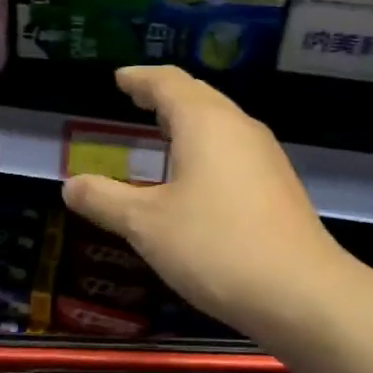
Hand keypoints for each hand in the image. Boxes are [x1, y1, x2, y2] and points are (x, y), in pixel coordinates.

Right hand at [62, 66, 353, 340]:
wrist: (301, 294)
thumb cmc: (215, 246)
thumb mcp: (146, 225)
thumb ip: (105, 200)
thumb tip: (70, 185)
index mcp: (205, 123)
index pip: (167, 83)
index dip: (139, 78)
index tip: (120, 78)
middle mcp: (239, 128)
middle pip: (198, 96)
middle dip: (164, 95)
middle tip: (136, 97)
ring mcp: (265, 156)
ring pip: (220, 123)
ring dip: (188, 121)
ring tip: (162, 131)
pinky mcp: (278, 185)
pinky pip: (233, 149)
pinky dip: (206, 147)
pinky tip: (196, 176)